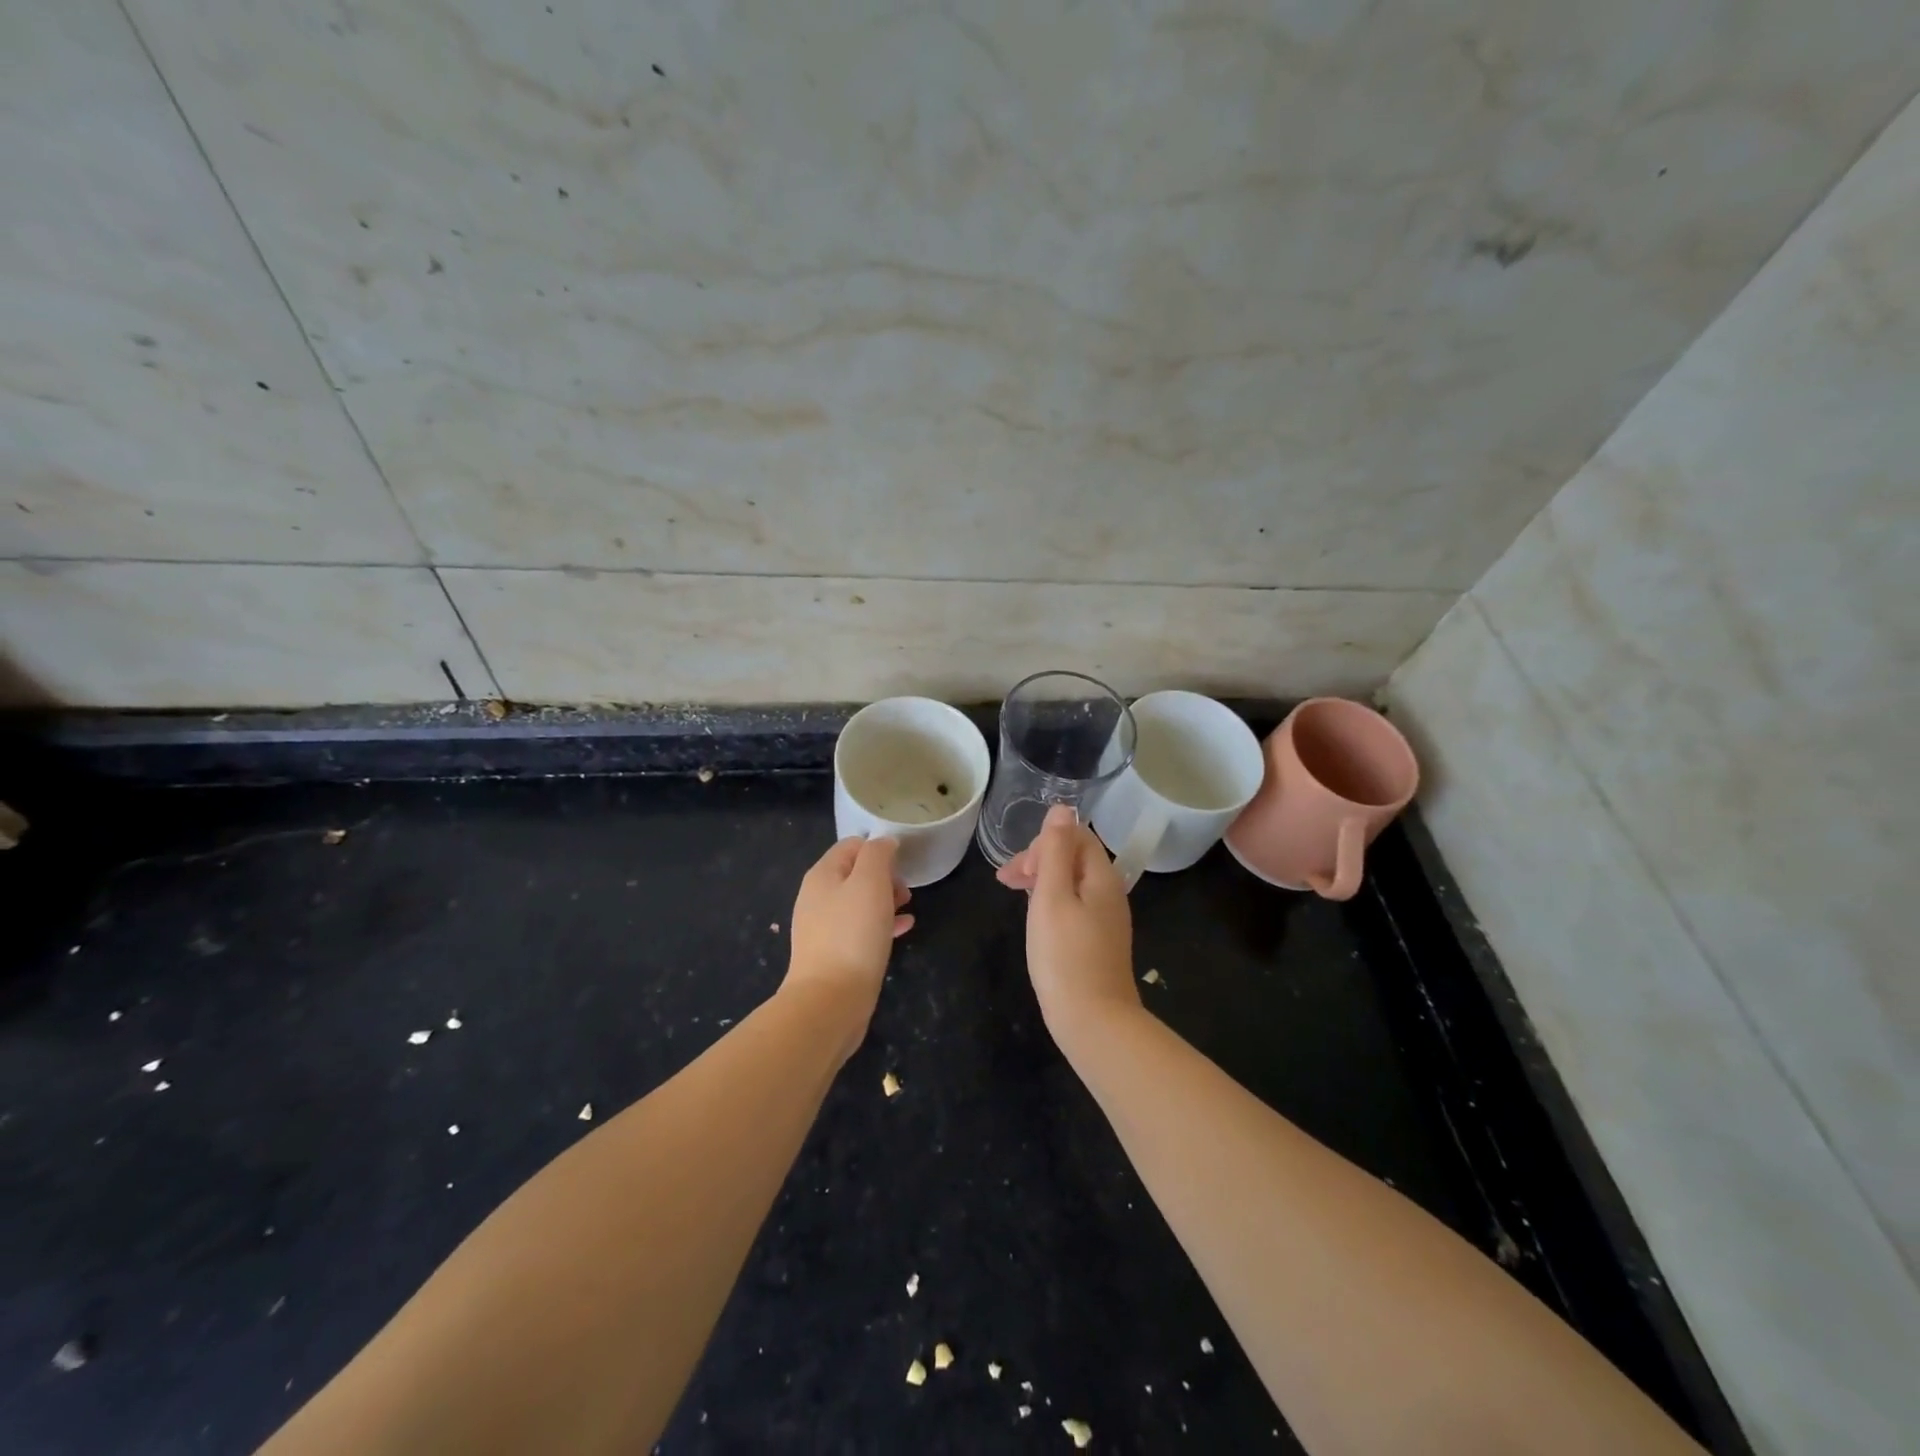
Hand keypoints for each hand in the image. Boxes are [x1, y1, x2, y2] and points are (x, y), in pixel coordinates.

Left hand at [784, 836, 912, 1056]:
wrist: (830, 1000)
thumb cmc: (853, 934)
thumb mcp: (870, 882)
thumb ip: (878, 854)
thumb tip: (885, 842)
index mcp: (822, 875)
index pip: (852, 845)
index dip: (879, 848)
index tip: (903, 864)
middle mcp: (817, 897)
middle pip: (855, 873)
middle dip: (884, 876)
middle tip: (905, 890)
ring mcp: (823, 927)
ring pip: (859, 902)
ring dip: (885, 899)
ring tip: (908, 907)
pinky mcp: (834, 953)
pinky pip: (861, 928)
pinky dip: (882, 924)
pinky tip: (904, 929)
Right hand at [996, 805, 1140, 1044]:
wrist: (1093, 1022)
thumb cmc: (1065, 956)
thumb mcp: (1052, 896)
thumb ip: (1054, 851)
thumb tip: (1062, 808)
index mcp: (1102, 877)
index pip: (1076, 836)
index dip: (1043, 843)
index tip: (1017, 869)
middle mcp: (1110, 893)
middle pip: (1074, 857)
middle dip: (1038, 860)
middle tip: (1006, 882)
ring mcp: (1106, 919)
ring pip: (1072, 882)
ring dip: (1041, 880)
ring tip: (1013, 895)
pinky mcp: (1097, 941)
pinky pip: (1074, 905)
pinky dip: (1050, 902)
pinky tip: (1035, 918)